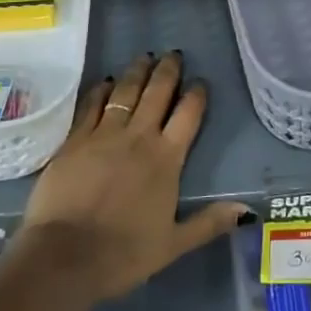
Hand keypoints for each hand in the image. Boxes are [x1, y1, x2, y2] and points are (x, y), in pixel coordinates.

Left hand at [19, 53, 248, 301]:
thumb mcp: (173, 245)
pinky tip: (105, 82)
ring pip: (125, 92)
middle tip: (173, 54)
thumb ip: (209, 223)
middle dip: (167, 71)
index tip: (200, 82)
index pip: (187, 116)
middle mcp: (138, 137)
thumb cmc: (123, 253)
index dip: (196, 95)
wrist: (64, 256)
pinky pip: (92, 105)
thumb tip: (246, 209)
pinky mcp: (75, 139)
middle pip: (157, 93)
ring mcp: (104, 134)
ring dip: (136, 72)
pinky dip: (101, 90)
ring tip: (144, 57)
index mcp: (166, 159)